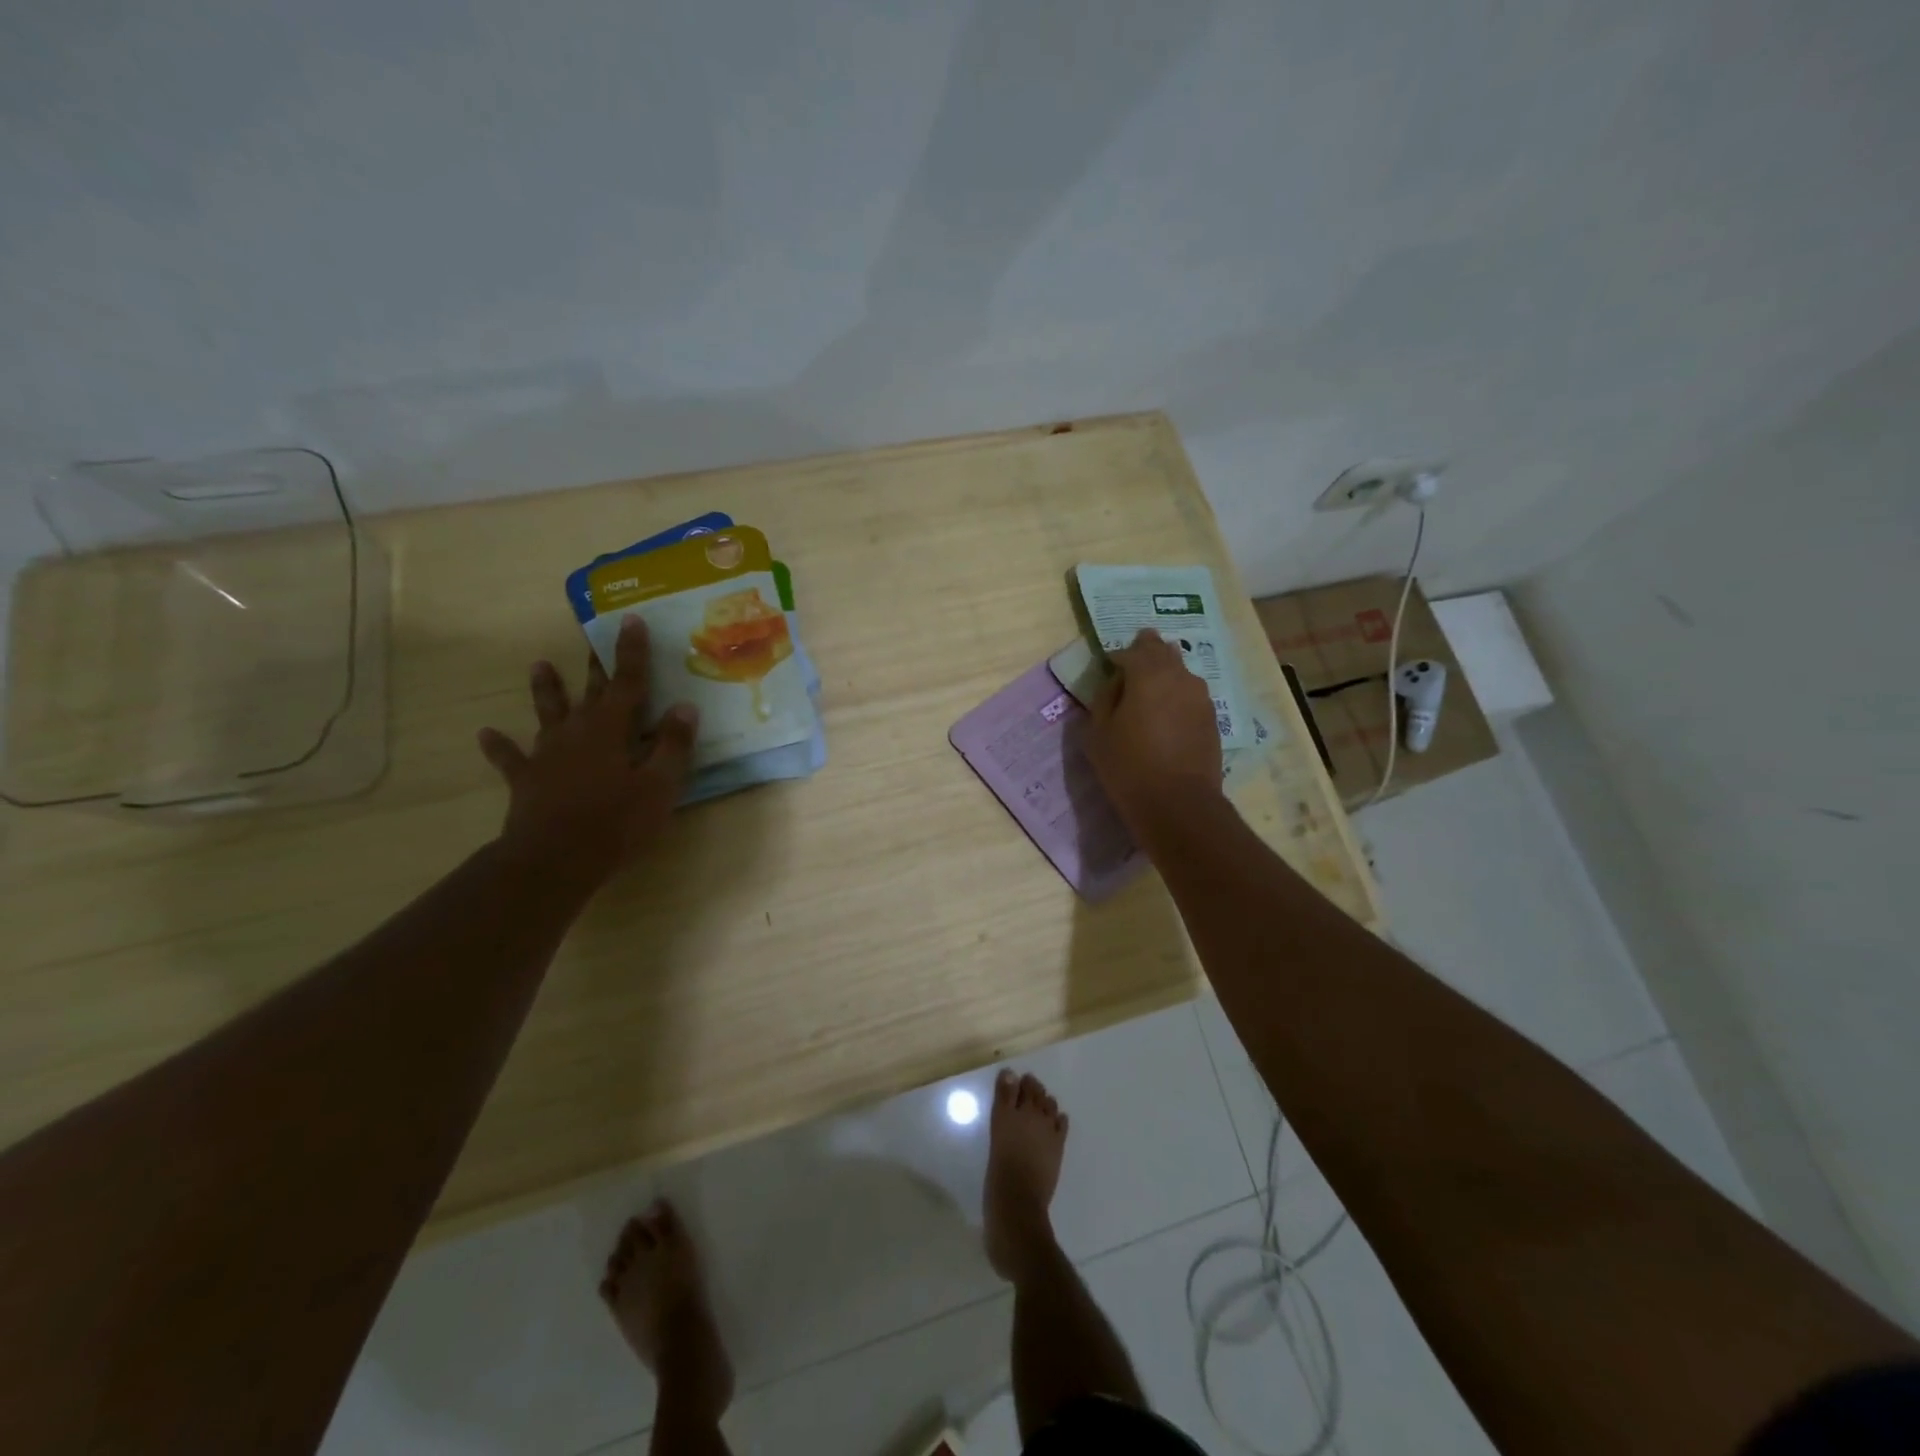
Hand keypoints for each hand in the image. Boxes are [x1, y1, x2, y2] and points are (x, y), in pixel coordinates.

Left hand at [477, 616, 697, 879]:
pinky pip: (510, 758)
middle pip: (590, 691)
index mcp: (612, 728)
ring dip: (545, 690)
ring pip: (548, 713)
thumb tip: (684, 706)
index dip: (631, 651)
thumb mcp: (660, 786)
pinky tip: (485, 734)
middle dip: (596, 664)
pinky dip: (499, 746)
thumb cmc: (616, 822)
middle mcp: (577, 731)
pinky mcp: (527, 779)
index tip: (629, 619)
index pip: (628, 682)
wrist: (554, 859)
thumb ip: (673, 745)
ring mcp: (548, 754)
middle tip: (592, 634)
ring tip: (538, 665)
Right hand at [1085, 628, 1224, 835]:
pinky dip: (1176, 697)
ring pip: (1180, 671)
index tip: (1108, 668)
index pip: (1132, 649)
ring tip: (1148, 697)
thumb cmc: (1128, 766)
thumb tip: (1115, 682)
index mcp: (1148, 673)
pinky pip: (1190, 695)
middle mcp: (1179, 676)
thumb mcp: (1098, 732)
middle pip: (1162, 651)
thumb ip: (1104, 698)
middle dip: (1145, 655)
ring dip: (1163, 676)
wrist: (1178, 803)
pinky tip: (1166, 718)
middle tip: (1130, 673)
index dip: (1117, 657)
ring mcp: (1200, 696)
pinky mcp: (1211, 717)